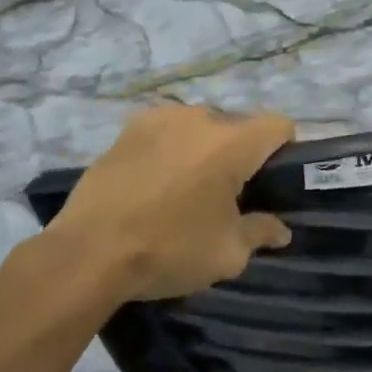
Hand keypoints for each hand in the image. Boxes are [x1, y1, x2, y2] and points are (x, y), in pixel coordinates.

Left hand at [34, 105, 295, 303]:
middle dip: (240, 155)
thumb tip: (280, 229)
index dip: (284, 151)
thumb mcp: (227, 253)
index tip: (270, 183)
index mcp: (232, 142)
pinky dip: (171, 149)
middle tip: (226, 195)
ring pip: (201, 127)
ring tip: (184, 188)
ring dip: (204, 150)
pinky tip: (153, 182)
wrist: (87, 253)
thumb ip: (261, 232)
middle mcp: (201, 118)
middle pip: (238, 127)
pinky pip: (167, 131)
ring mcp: (161, 118)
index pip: (279, 126)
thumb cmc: (168, 249)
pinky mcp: (129, 127)